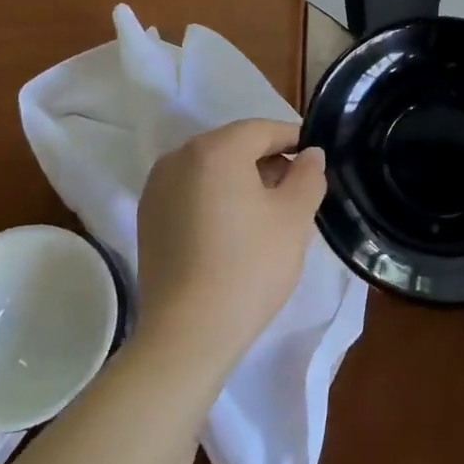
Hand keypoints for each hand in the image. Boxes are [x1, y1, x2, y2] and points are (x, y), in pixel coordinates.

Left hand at [134, 119, 325, 375]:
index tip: (315, 159)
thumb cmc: (249, 267)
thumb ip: (308, 175)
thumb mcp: (294, 218)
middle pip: (233, 145)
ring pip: (210, 168)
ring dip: (241, 179)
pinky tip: (235, 228)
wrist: (188, 334)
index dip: (293, 139)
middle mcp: (178, 158)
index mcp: (214, 149)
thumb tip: (310, 154)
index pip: (261, 129)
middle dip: (267, 160)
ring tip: (269, 210)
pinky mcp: (148, 218)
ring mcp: (157, 188)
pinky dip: (216, 197)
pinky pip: (191, 192)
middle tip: (297, 188)